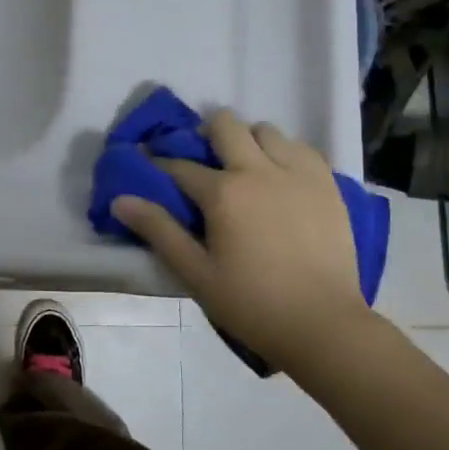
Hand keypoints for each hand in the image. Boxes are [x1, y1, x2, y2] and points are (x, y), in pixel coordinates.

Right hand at [110, 111, 369, 374]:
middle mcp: (259, 170)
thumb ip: (159, 231)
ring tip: (245, 167)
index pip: (181, 166)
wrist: (322, 324)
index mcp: (223, 193)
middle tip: (202, 159)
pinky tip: (281, 176)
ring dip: (248, 140)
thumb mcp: (196, 273)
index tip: (150, 163)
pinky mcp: (327, 184)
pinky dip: (284, 152)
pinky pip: (302, 148)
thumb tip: (121, 199)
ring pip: (267, 130)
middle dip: (206, 134)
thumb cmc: (252, 304)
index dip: (160, 163)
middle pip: (226, 125)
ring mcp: (298, 173)